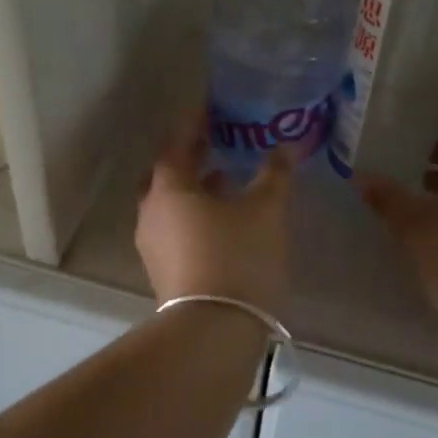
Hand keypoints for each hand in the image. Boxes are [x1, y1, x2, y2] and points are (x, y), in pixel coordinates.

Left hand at [135, 110, 292, 311]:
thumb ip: (275, 174)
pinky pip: (175, 227)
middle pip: (166, 173)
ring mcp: (152, 243)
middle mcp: (151, 211)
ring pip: (170, 202)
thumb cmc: (238, 256)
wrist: (213, 330)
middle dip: (190, 156)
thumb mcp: (265, 210)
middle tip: (215, 142)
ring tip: (226, 178)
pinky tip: (223, 219)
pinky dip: (194, 214)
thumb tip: (286, 147)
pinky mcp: (162, 269)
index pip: (177, 142)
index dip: (195, 122)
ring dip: (194, 187)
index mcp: (169, 187)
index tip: (211, 108)